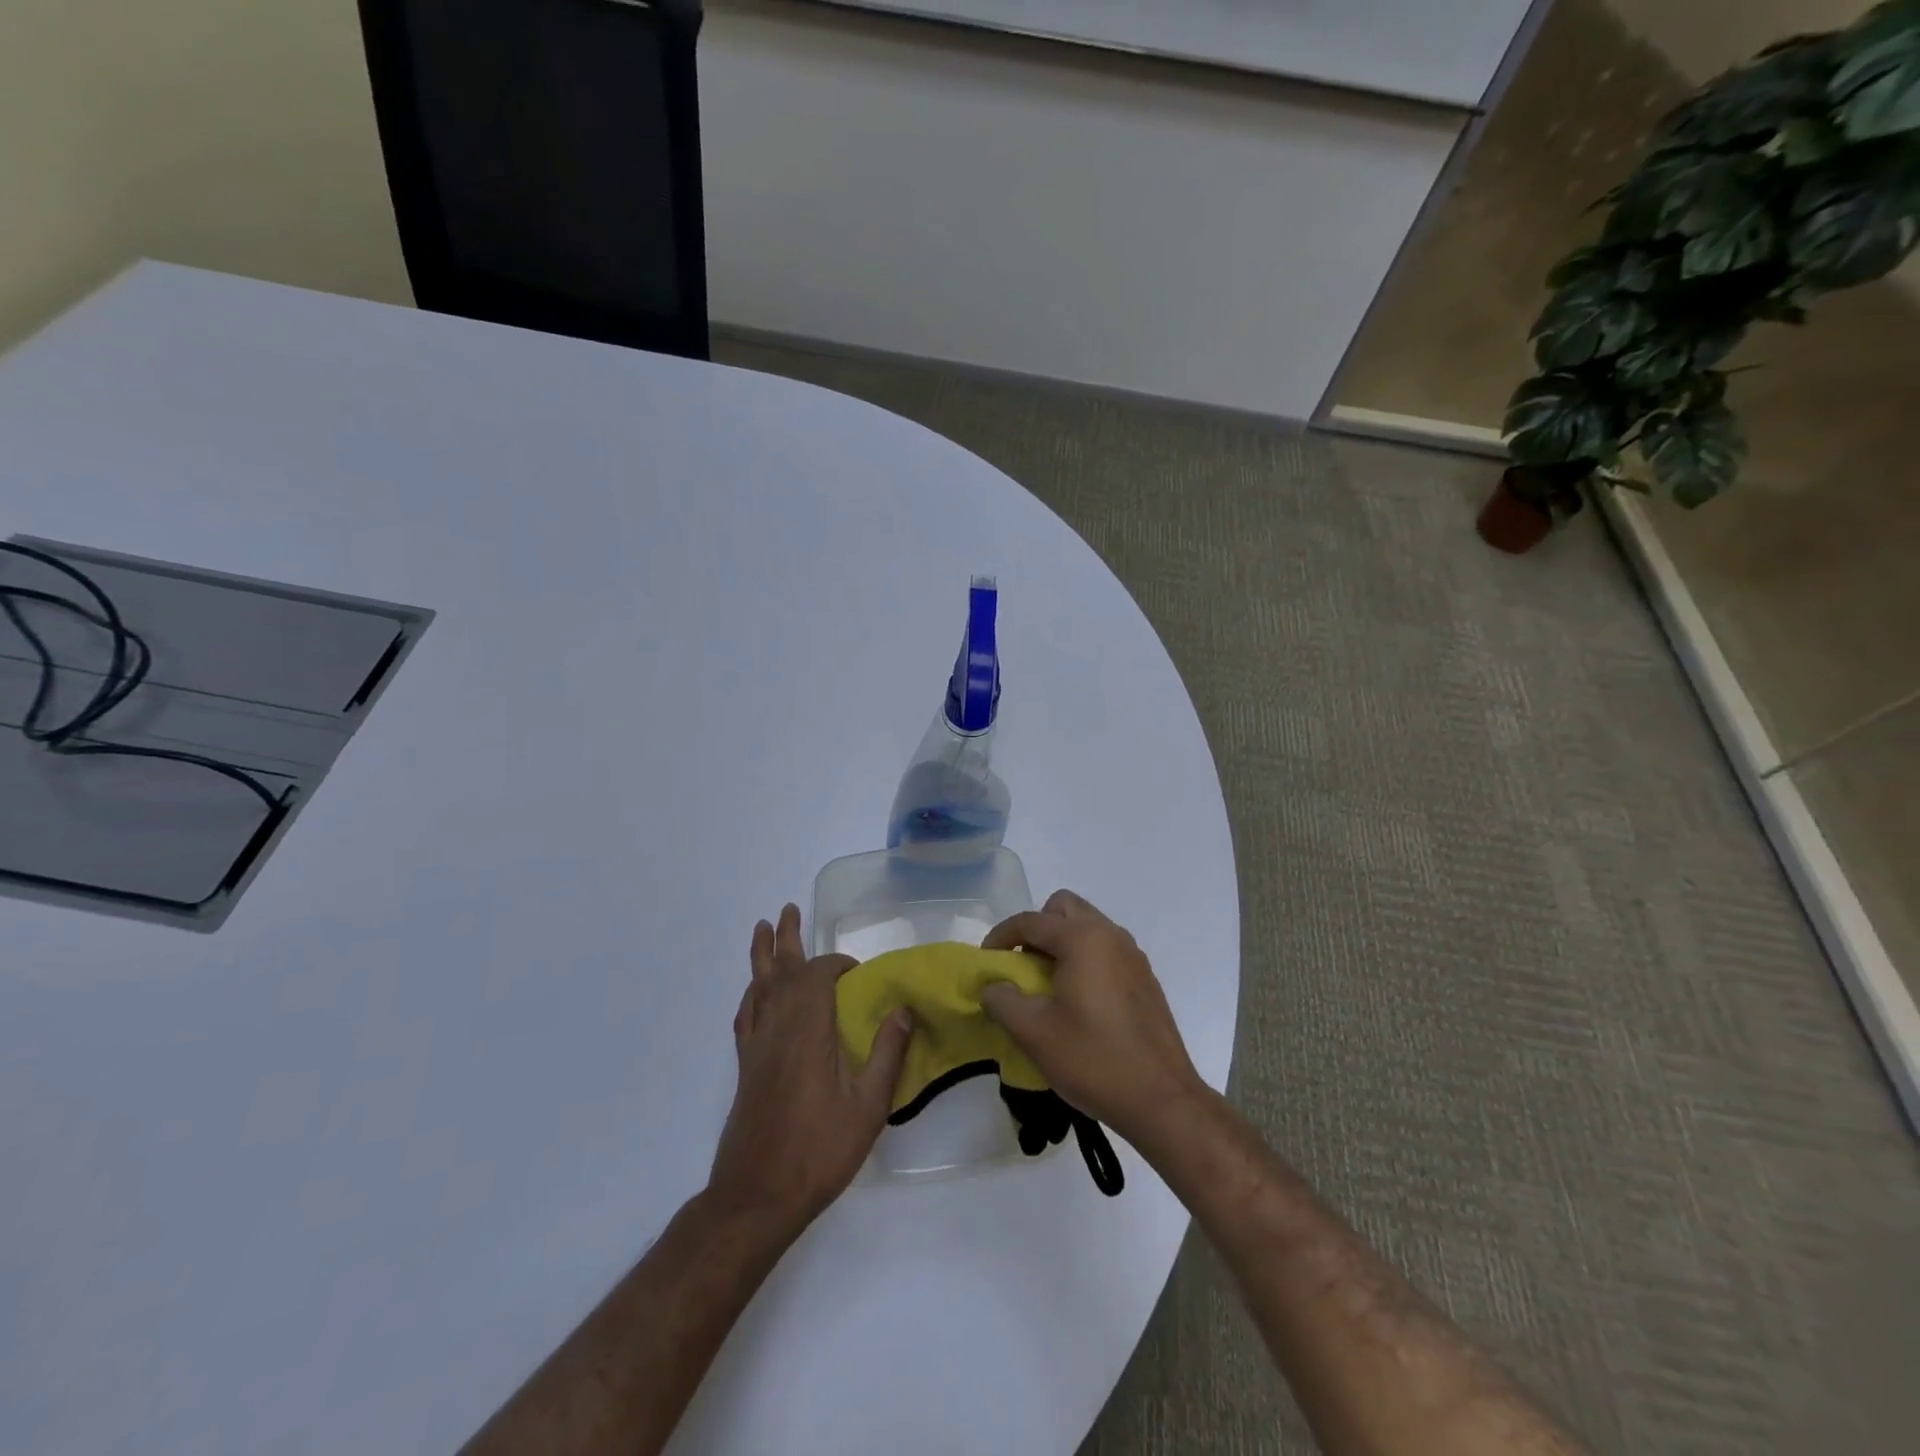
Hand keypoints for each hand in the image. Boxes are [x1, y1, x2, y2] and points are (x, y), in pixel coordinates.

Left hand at [707, 905, 912, 1234]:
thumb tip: (902, 1009)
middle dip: (785, 939)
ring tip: (763, 930)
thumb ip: (886, 1054)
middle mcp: (777, 1029)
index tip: (857, 973)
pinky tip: (754, 994)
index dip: (836, 965)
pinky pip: (746, 1016)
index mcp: (807, 1032)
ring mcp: (756, 1048)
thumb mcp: (867, 1108)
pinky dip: (751, 995)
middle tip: (787, 909)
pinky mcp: (745, 1067)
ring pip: (757, 988)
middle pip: (779, 971)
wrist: (756, 1197)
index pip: (817, 976)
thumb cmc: (818, 1151)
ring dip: (762, 957)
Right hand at [979, 890, 1203, 1147]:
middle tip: (1023, 965)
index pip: (1031, 921)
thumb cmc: (1093, 1060)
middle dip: (1037, 928)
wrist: (1162, 1100)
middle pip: (1064, 909)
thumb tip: (993, 987)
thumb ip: (1002, 1001)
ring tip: (1047, 985)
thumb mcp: (1034, 1033)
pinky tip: (1079, 1002)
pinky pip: (1106, 950)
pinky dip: (1085, 959)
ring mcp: (1133, 956)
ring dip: (1062, 943)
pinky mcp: (1145, 979)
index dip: (1001, 936)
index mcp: (1083, 939)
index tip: (985, 961)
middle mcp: (1110, 935)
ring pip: (1088, 927)